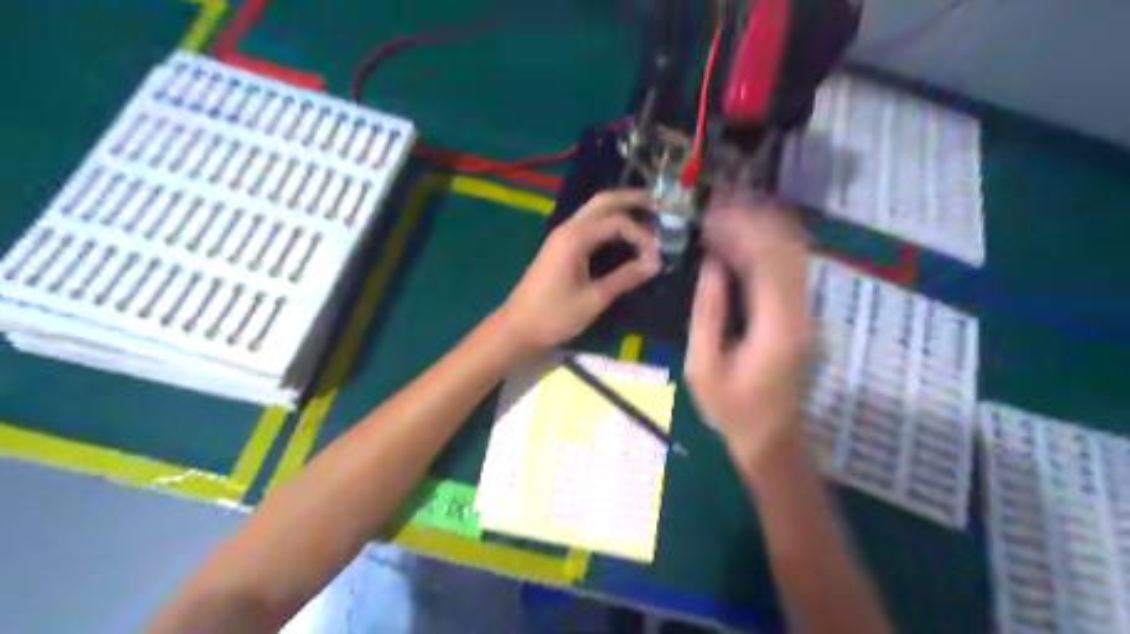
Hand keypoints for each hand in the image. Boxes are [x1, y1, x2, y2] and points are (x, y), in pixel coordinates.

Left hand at [502, 192, 664, 354]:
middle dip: (631, 199)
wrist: (517, 328)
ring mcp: (561, 236)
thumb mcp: (594, 299)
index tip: (657, 256)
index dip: (641, 235)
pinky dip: (608, 222)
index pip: (616, 222)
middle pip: (603, 202)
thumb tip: (655, 263)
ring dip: (620, 208)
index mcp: (575, 239)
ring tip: (647, 214)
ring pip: (594, 210)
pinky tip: (622, 233)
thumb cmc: (554, 315)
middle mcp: (567, 229)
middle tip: (660, 204)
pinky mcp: (559, 247)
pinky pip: (588, 224)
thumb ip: (625, 278)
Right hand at [680, 200, 811, 471]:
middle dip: (753, 219)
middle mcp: (800, 311)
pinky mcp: (801, 316)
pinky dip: (766, 248)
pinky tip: (742, 241)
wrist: (772, 438)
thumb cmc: (731, 409)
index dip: (740, 229)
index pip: (766, 259)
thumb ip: (707, 312)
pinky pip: (788, 270)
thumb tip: (711, 264)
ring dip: (762, 229)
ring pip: (792, 254)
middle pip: (786, 248)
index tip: (711, 213)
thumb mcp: (703, 366)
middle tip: (718, 205)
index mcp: (776, 325)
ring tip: (728, 213)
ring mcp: (805, 312)